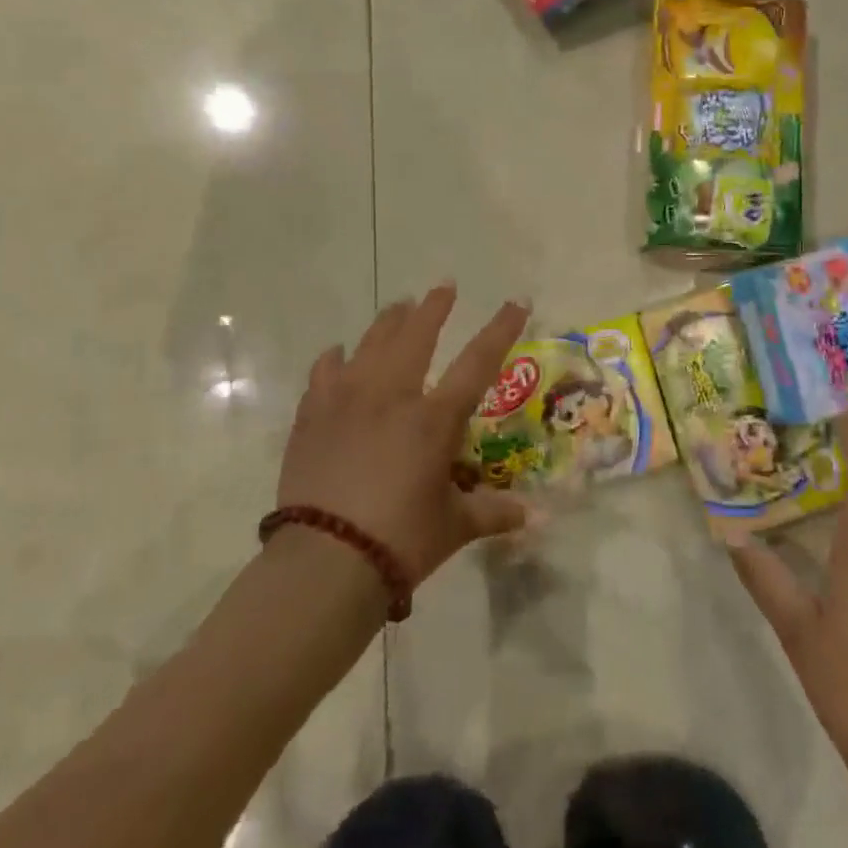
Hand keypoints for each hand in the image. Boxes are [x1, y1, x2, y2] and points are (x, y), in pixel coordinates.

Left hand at [278, 284, 531, 590]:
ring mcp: (347, 400)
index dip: (500, 329)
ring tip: (399, 306)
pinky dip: (335, 359)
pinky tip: (338, 354)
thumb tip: (535, 519)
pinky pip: (325, 373)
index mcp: (434, 418)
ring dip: (389, 321)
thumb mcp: (454, 527)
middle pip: (416, 335)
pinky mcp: (313, 415)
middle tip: (443, 287)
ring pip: (370, 344)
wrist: (325, 560)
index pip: (477, 362)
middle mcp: (392, 396)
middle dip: (434, 308)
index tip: (515, 301)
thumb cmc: (400, 540)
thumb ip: (493, 514)